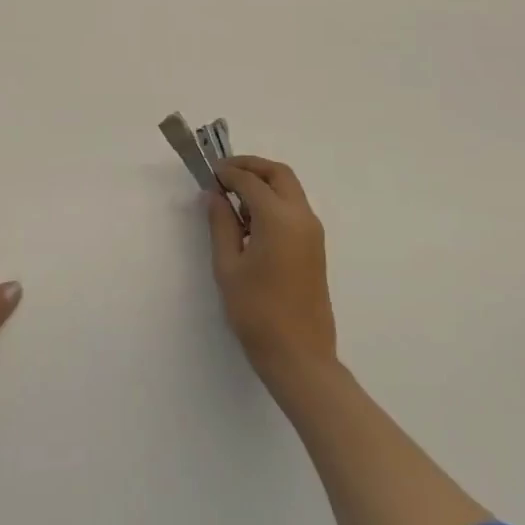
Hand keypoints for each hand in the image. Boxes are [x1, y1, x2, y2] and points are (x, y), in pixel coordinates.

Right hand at [205, 156, 337, 388]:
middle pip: (278, 174)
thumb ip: (220, 224)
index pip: (250, 181)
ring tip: (234, 200)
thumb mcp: (228, 266)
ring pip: (289, 190)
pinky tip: (251, 222)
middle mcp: (302, 218)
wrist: (300, 357)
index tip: (208, 174)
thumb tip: (214, 195)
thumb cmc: (257, 312)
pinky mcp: (315, 248)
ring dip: (263, 184)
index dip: (227, 173)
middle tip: (224, 174)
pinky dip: (273, 201)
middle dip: (251, 167)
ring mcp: (313, 233)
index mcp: (279, 219)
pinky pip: (294, 209)